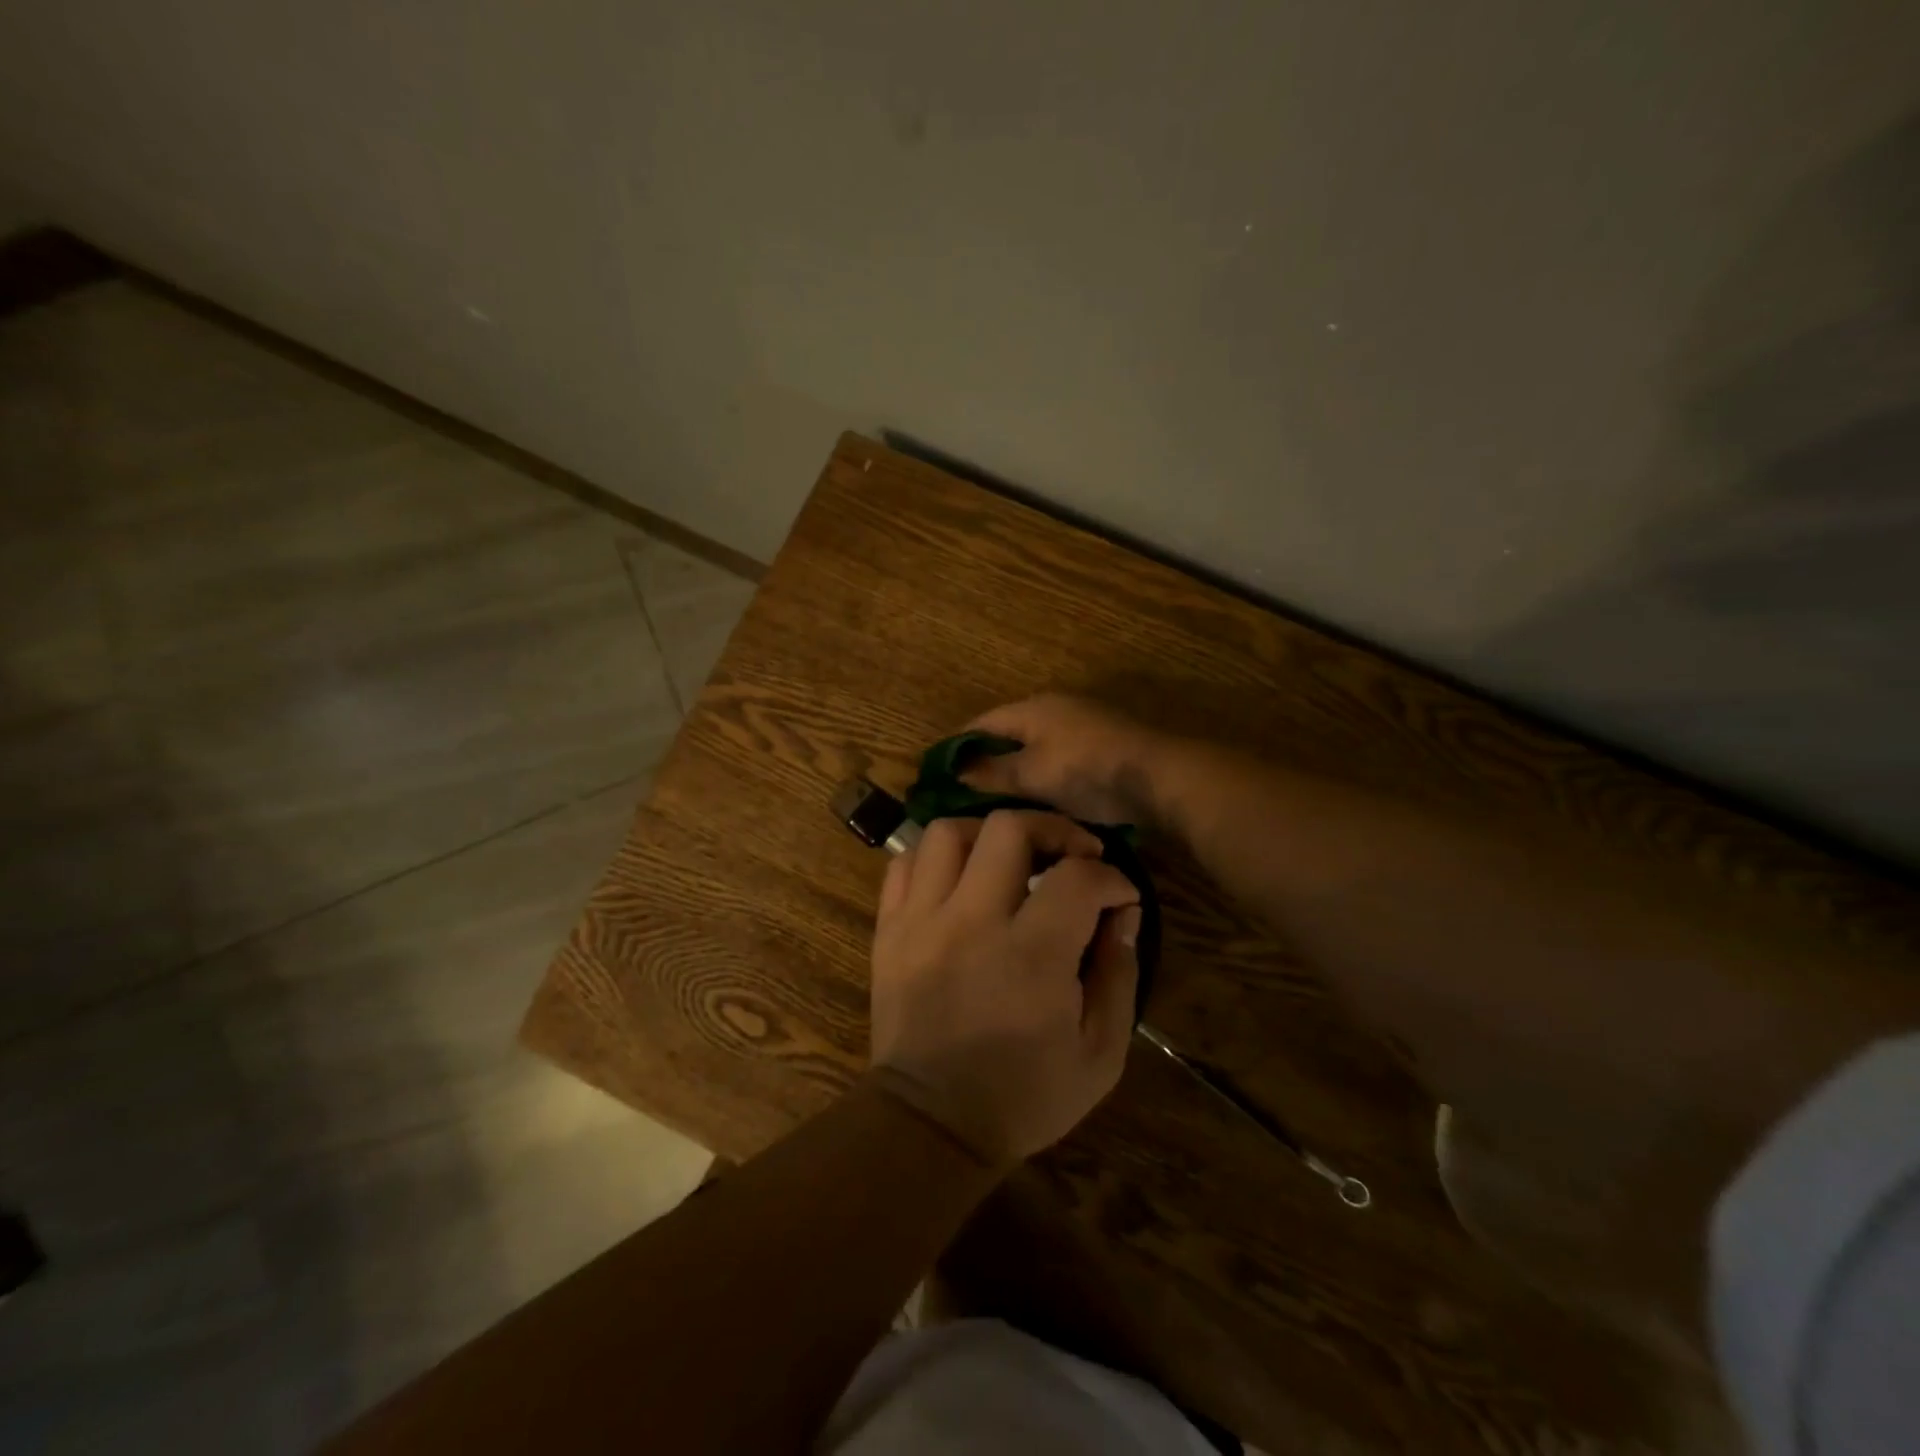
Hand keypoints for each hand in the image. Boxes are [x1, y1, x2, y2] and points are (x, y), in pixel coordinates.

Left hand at [869, 809, 1141, 1167]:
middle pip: (1008, 828)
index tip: (1119, 896)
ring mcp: (921, 922)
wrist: (931, 1124)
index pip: (1077, 877)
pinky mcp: (889, 930)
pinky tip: (960, 877)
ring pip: (947, 832)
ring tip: (1011, 857)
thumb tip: (1122, 914)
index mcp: (1031, 956)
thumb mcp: (1100, 1054)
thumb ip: (1120, 975)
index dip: (1111, 878)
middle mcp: (971, 922)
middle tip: (1072, 854)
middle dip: (1053, 828)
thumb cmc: (1024, 1096)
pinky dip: (936, 857)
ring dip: (988, 833)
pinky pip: (903, 864)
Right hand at [965, 694, 1171, 825]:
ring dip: (1017, 769)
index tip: (939, 774)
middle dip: (988, 759)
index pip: (982, 723)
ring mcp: (1082, 725)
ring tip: (998, 801)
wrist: (1158, 776)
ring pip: (1035, 747)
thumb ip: (993, 773)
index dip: (958, 746)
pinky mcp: (1102, 746)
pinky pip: (1058, 758)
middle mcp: (1055, 708)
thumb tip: (957, 774)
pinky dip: (1043, 775)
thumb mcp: (1032, 776)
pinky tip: (1038, 800)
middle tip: (966, 792)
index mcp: (1033, 708)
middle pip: (1009, 733)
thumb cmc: (1086, 770)